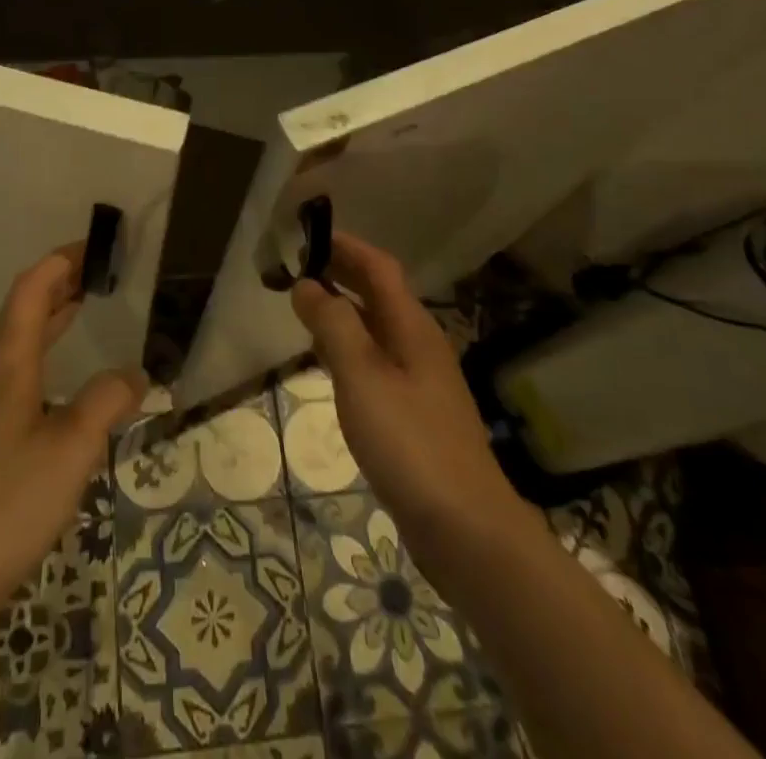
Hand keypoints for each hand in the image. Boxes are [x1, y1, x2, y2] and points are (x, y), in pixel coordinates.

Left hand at [0, 245, 146, 631]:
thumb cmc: (8, 502)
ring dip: (46, 318)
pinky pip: (10, 372)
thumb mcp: (72, 448)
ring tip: (80, 309)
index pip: (31, 290)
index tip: (94, 248)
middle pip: (20, 311)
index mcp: (7, 363)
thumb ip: (107, 401)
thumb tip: (135, 374)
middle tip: (96, 273)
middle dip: (57, 285)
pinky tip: (55, 381)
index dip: (60, 262)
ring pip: (13, 343)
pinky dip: (38, 353)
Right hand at [291, 232, 529, 552]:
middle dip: (343, 273)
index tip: (307, 235)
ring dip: (344, 310)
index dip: (346, 246)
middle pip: (380, 294)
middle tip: (298, 266)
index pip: (379, 267)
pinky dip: (350, 347)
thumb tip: (307, 284)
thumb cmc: (410, 443)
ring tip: (305, 308)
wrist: (467, 530)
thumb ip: (333, 326)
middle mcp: (420, 345)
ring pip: (377, 328)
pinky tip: (331, 364)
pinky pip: (377, 361)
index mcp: (412, 327)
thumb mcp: (362, 377)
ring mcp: (421, 381)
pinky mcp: (416, 414)